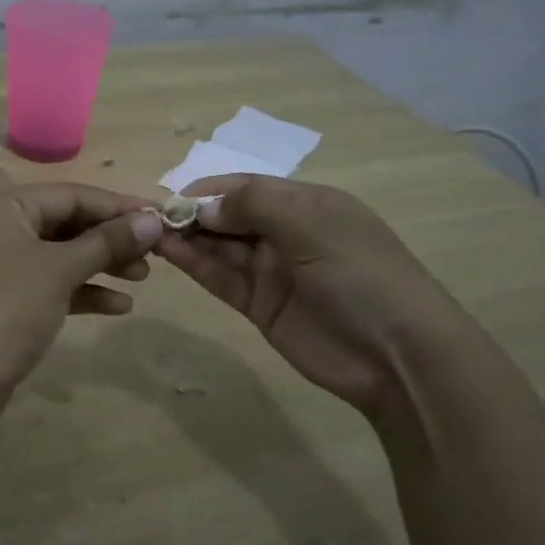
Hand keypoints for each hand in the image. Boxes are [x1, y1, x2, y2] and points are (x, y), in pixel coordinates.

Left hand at [0, 183, 164, 403]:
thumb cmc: (5, 310)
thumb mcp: (59, 270)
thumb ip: (107, 242)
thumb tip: (153, 220)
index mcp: (2, 206)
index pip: (71, 194)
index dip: (118, 206)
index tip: (162, 218)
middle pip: (67, 222)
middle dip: (111, 238)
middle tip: (156, 252)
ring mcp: (0, 265)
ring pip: (61, 255)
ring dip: (102, 264)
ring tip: (144, 277)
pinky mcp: (6, 299)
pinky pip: (52, 284)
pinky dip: (83, 291)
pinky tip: (120, 306)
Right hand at [155, 175, 465, 410]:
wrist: (396, 356)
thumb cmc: (360, 275)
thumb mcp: (313, 225)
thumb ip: (255, 206)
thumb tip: (204, 206)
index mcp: (307, 204)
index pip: (247, 187)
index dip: (209, 190)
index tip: (172, 197)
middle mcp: (287, 232)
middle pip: (230, 215)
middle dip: (194, 214)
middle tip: (151, 219)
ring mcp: (272, 270)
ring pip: (220, 247)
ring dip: (188, 238)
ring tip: (149, 233)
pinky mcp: (260, 305)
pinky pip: (221, 278)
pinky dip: (196, 265)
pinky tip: (168, 253)